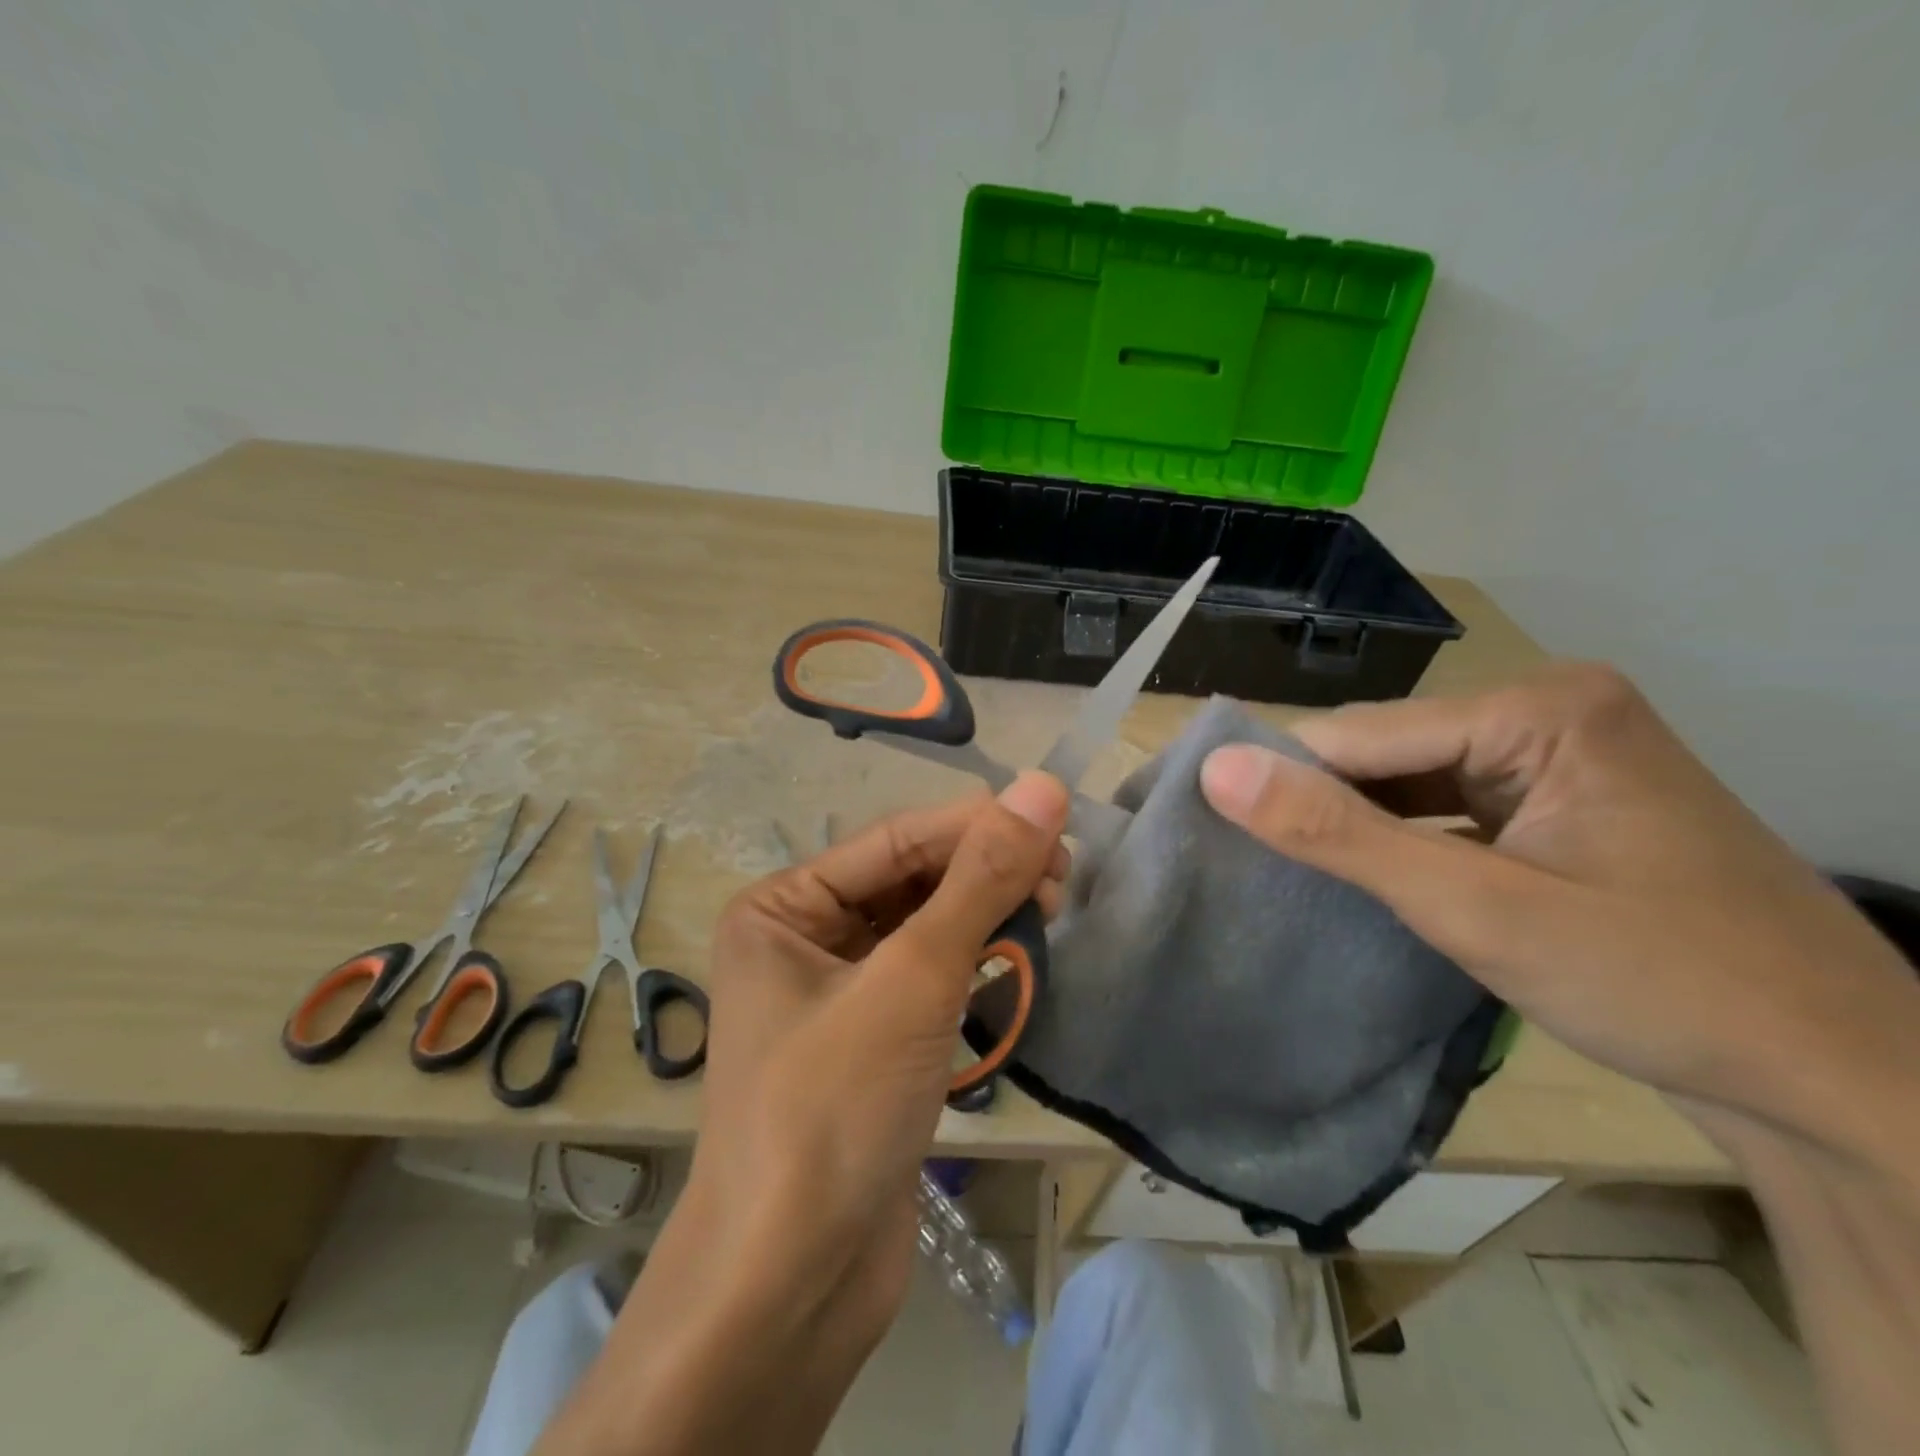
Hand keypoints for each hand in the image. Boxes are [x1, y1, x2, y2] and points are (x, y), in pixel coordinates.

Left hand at [693, 774, 1068, 1335]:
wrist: (789, 1289)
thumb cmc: (833, 1109)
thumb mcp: (913, 978)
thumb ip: (979, 880)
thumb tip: (1042, 788)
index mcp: (783, 907)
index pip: (896, 840)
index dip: (977, 825)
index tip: (1057, 821)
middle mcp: (802, 939)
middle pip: (910, 881)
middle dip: (983, 873)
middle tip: (1062, 878)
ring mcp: (837, 994)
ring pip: (925, 929)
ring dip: (985, 916)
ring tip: (1050, 911)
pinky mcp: (872, 1042)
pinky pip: (929, 978)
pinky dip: (975, 965)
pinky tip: (1019, 958)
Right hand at [1198, 664, 1919, 1157]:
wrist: (1844, 1085)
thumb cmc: (1663, 985)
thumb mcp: (1476, 908)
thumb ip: (1338, 834)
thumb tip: (1216, 770)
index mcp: (1539, 707)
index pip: (1360, 733)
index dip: (1280, 779)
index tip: (1203, 824)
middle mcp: (1547, 711)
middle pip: (1386, 751)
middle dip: (1323, 806)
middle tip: (1242, 859)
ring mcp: (1558, 756)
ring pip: (1409, 780)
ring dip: (1357, 827)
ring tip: (1283, 869)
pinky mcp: (1558, 802)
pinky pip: (1446, 807)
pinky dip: (1401, 841)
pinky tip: (1362, 874)